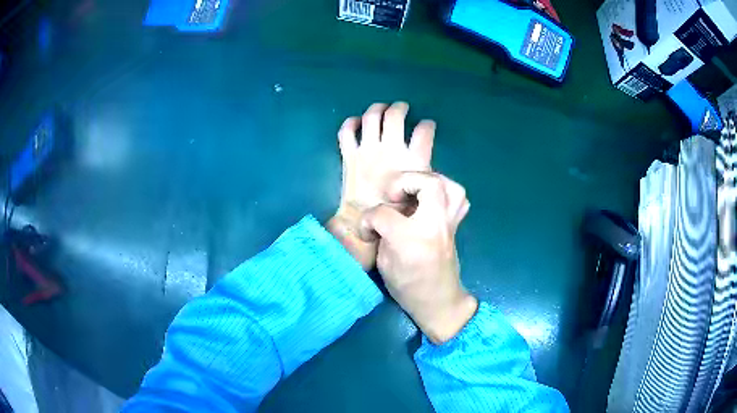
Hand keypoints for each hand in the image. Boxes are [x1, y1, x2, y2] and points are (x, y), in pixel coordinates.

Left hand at [328, 102, 435, 269]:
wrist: (362, 221)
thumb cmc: (394, 214)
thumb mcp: (418, 196)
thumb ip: (422, 179)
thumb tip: (425, 171)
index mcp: (411, 160)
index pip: (424, 132)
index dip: (427, 125)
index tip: (427, 124)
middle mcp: (390, 149)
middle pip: (395, 116)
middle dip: (400, 107)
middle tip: (402, 107)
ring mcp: (367, 149)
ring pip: (372, 117)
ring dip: (377, 108)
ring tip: (381, 107)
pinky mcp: (349, 154)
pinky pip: (346, 132)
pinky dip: (350, 123)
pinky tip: (356, 121)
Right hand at [361, 172, 476, 343]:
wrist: (439, 302)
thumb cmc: (408, 288)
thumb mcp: (384, 263)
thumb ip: (381, 234)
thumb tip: (379, 218)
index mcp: (410, 238)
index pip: (383, 213)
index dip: (369, 218)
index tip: (367, 229)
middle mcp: (434, 225)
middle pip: (429, 183)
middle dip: (406, 181)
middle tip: (393, 195)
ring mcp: (449, 224)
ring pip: (451, 187)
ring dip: (430, 182)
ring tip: (414, 192)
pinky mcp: (455, 226)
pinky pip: (459, 200)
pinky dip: (445, 194)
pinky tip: (430, 202)